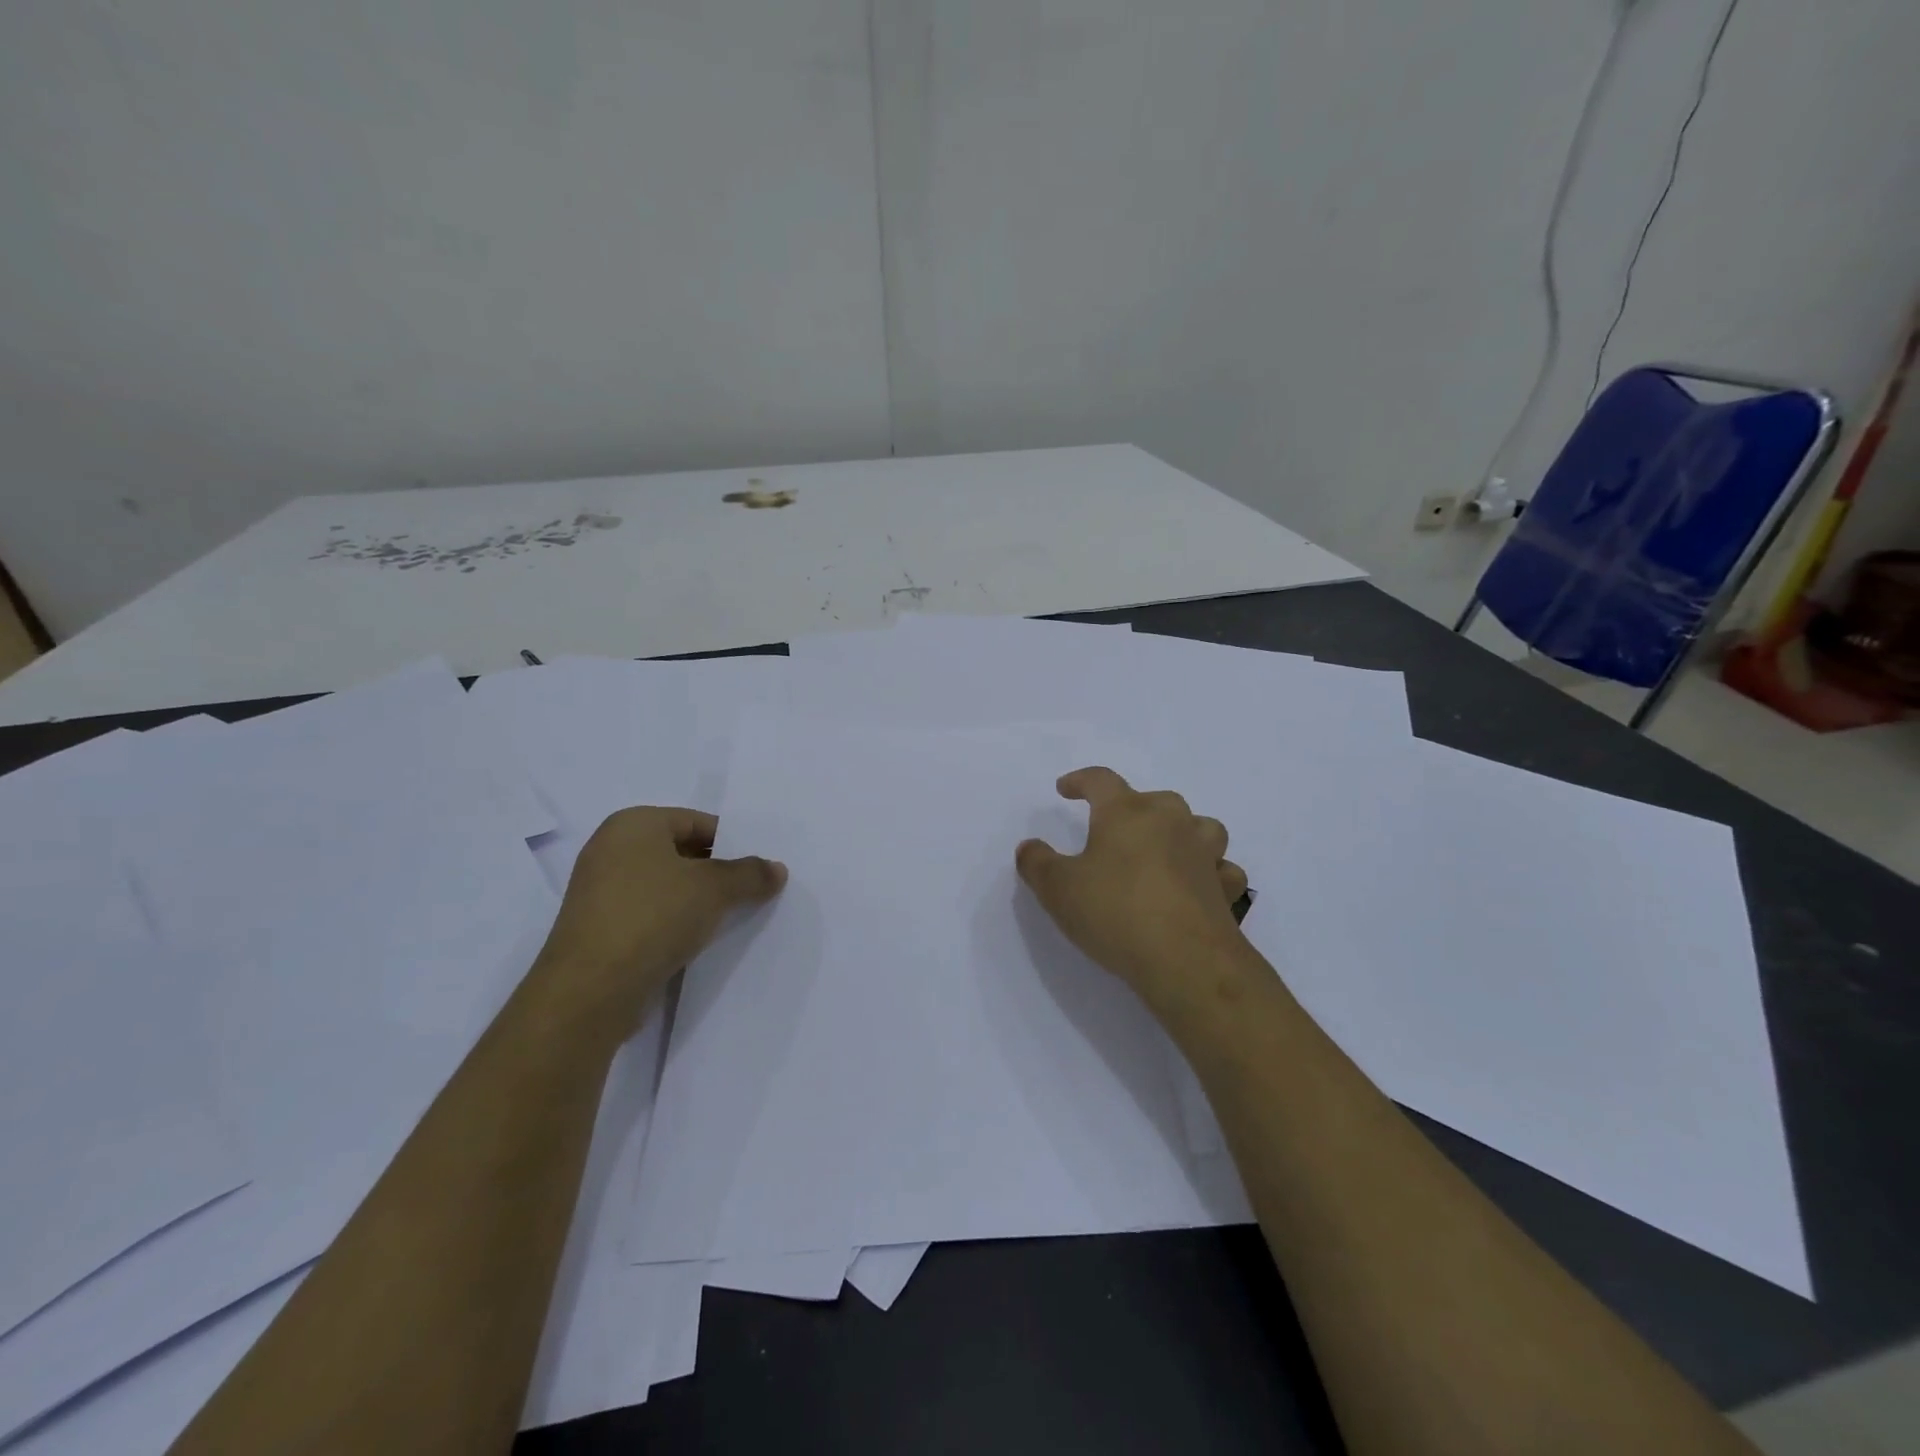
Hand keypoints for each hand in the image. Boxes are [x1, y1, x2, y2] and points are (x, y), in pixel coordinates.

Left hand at [533, 807, 785, 1030]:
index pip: (697, 821)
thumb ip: (750, 874)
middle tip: (754, 890)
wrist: (590, 991)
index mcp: (633, 824)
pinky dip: (676, 922)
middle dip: (718, 871)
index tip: (759, 866)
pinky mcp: (601, 929)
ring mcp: (601, 891)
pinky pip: (650, 914)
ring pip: (666, 886)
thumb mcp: (714, 888)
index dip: (732, 842)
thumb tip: (777, 869)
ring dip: (698, 900)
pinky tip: (701, 940)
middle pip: (681, 852)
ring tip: (734, 916)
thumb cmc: (652, 917)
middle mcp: (611, 849)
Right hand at [1016, 767, 1248, 1008]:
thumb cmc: (1115, 912)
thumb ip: (1037, 863)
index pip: (1101, 781)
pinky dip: (1211, 873)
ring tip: (1164, 850)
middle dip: (1132, 809)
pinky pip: (1221, 869)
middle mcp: (1170, 821)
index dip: (1080, 781)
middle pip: (1154, 799)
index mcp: (1127, 813)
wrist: (1185, 960)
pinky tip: (1198, 887)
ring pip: (1199, 826)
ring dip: (1181, 832)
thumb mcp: (1058, 889)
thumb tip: (1029, 847)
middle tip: (1114, 831)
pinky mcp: (1225, 888)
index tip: (1065, 789)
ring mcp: (1204, 853)